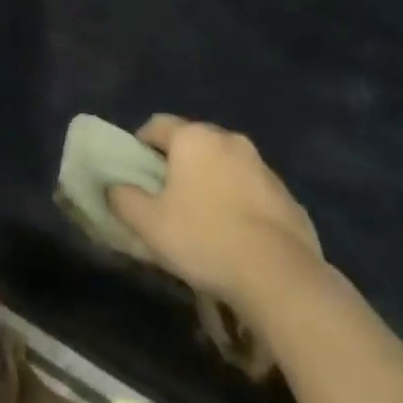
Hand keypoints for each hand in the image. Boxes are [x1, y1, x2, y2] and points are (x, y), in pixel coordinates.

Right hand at [108, 115, 323, 313]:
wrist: (280, 277)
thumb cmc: (205, 238)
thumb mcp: (149, 224)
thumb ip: (123, 199)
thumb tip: (114, 188)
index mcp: (194, 138)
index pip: (156, 125)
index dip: (141, 145)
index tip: (136, 173)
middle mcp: (229, 140)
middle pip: (193, 143)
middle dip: (179, 164)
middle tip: (168, 197)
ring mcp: (263, 167)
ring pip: (225, 166)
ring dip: (212, 182)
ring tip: (204, 220)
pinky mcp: (288, 197)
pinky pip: (253, 191)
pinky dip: (240, 204)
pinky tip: (237, 237)